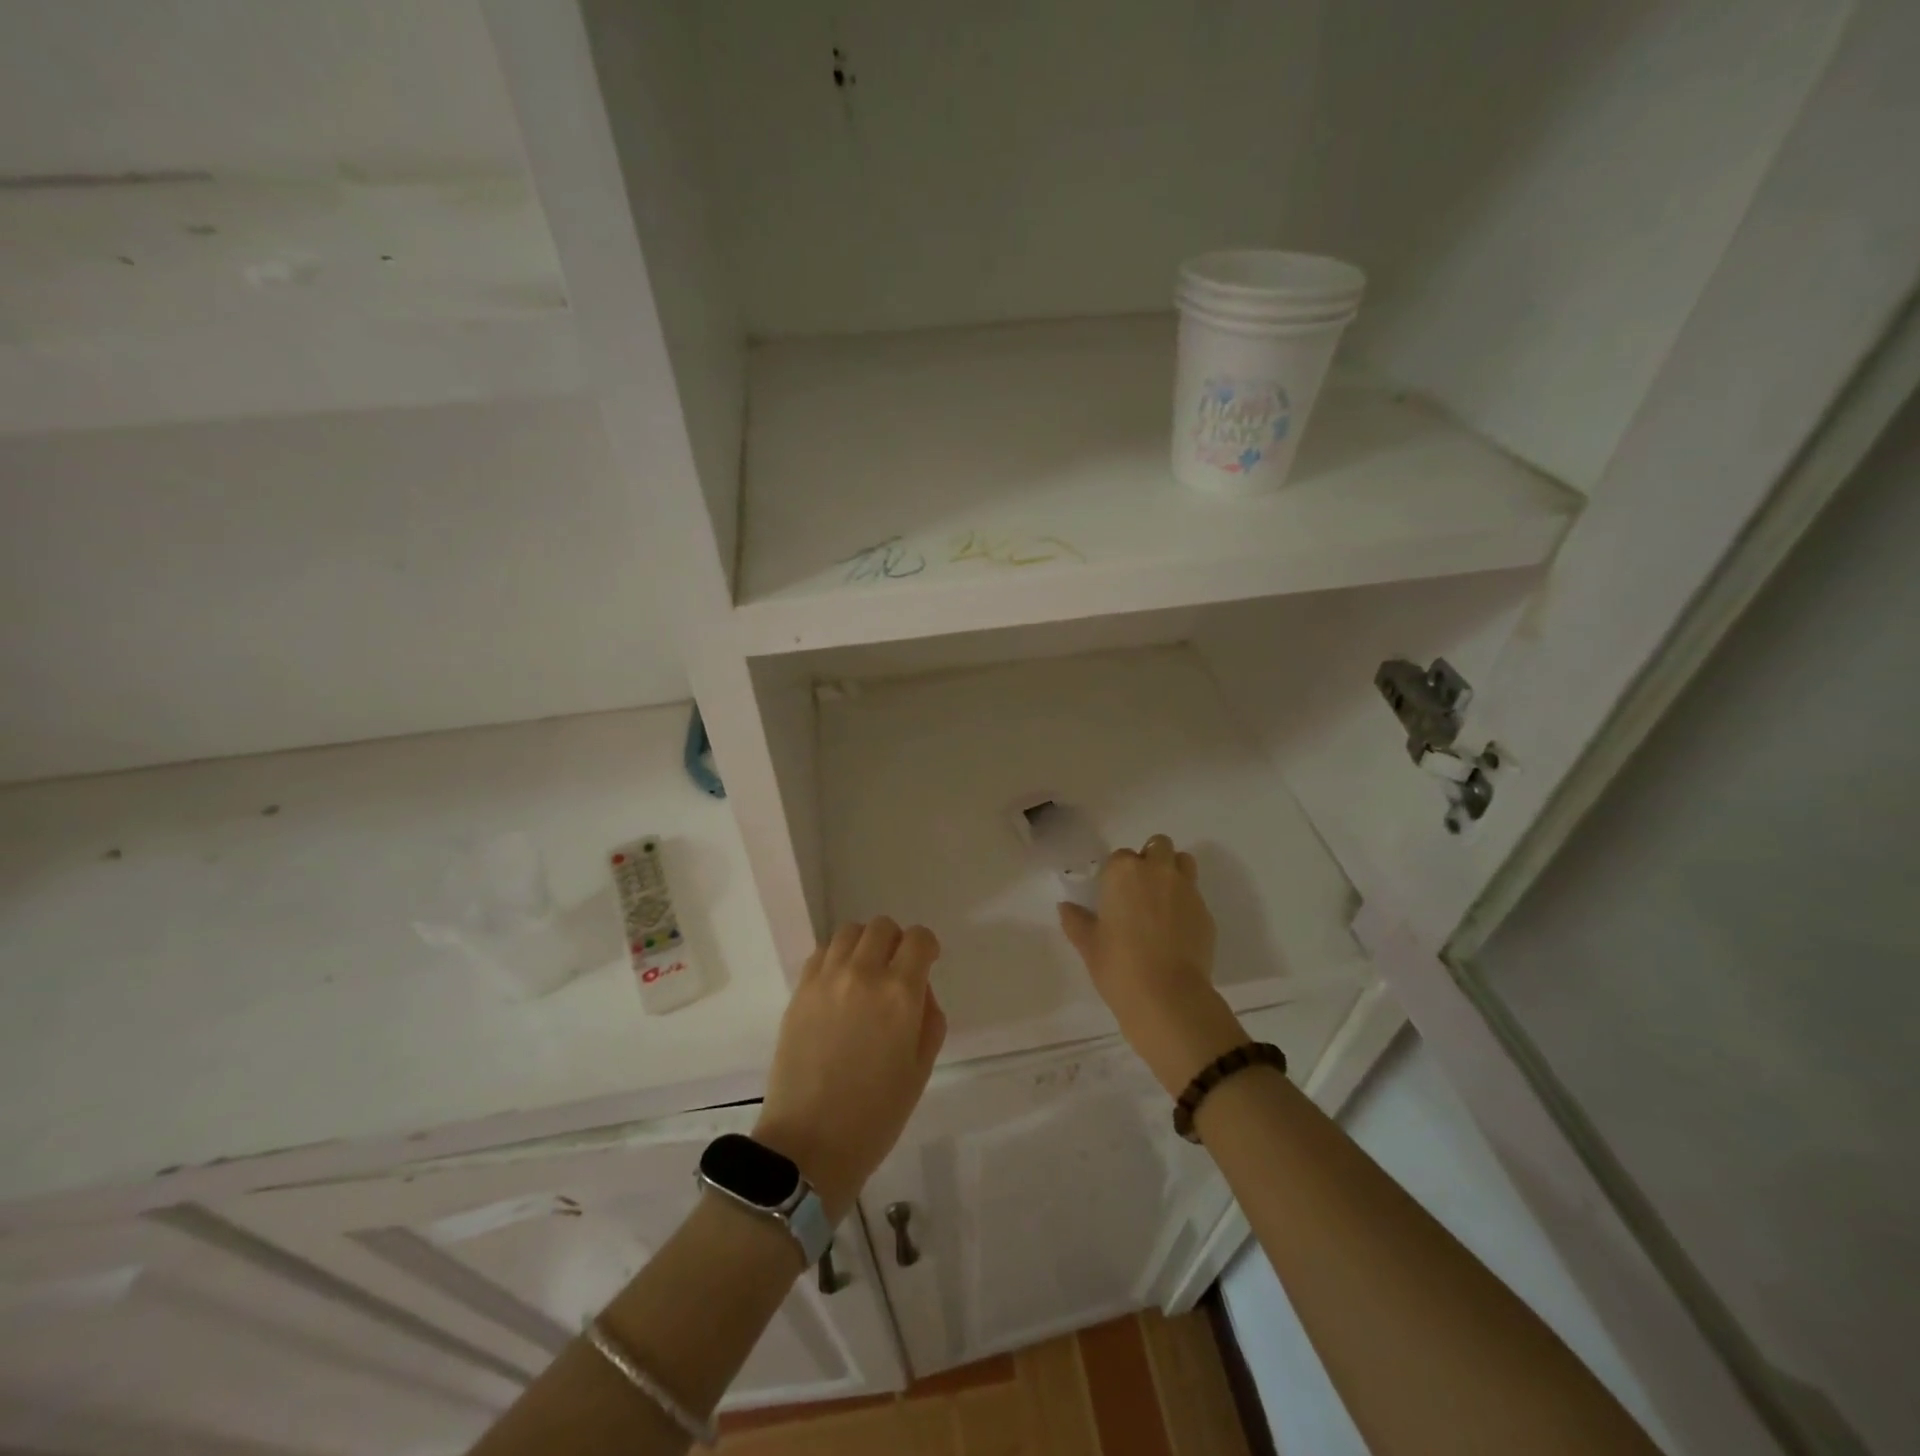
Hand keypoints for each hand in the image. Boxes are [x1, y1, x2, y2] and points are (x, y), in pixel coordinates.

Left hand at [753, 918, 945, 1223]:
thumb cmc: (876, 1115)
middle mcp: (863, 974)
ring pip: (849, 931)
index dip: (927, 947)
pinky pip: (821, 952)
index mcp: (900, 993)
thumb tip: (919, 990)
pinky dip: (836, 957)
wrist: (809, 1144)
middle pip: (882, 927)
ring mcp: (826, 979)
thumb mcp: (921, 1068)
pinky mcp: (800, 991)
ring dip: (864, 944)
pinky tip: (838, 985)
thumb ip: (929, 1018)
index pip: (918, 939)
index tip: (926, 963)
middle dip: (896, 942)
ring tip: (864, 973)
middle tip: (895, 970)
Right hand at [1059, 834, 1246, 1095]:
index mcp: (1124, 872)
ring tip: (1162, 901)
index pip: (1120, 856)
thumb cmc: (1119, 965)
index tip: (1114, 895)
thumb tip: (1065, 907)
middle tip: (1140, 890)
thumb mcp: (1088, 944)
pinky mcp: (1206, 912)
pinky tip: (1177, 930)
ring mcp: (1186, 890)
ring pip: (1183, 862)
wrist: (1167, 996)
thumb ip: (1076, 920)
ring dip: (1173, 872)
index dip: (1117, 874)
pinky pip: (1195, 895)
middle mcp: (1158, 871)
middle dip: (1151, 859)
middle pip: (1159, 845)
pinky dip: (1186, 903)